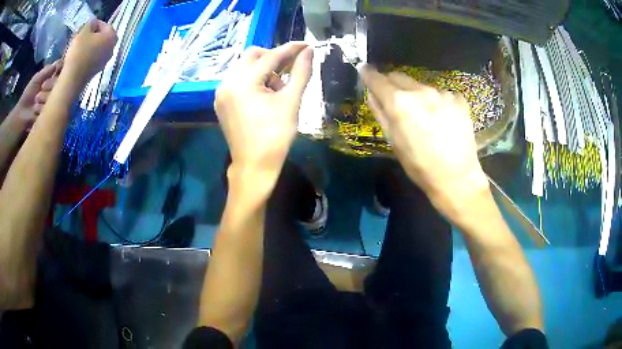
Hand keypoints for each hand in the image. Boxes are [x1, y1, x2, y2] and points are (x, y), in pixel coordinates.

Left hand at [11, 60, 61, 128]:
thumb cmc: (28, 95)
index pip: (62, 70)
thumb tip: (61, 61)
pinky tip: (36, 110)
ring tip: (36, 102)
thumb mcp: (37, 78)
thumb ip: (48, 70)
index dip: (60, 70)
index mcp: (52, 80)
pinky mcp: (50, 116)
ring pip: (56, 95)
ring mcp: (53, 103)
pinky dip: (42, 108)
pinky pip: (50, 108)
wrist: (21, 116)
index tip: (56, 71)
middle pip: (60, 82)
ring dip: (45, 97)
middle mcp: (55, 90)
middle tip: (42, 88)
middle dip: (50, 84)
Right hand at [63, 19, 116, 85]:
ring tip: (78, 46)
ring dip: (89, 46)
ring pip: (97, 48)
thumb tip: (93, 22)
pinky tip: (79, 57)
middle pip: (102, 37)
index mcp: (112, 37)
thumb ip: (90, 24)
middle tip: (81, 36)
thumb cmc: (79, 52)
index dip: (94, 25)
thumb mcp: (83, 32)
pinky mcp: (97, 71)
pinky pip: (93, 58)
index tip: (85, 28)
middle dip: (92, 35)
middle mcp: (112, 49)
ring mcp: (105, 61)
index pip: (105, 25)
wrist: (72, 79)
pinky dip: (88, 55)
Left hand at [215, 42, 312, 186]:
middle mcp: (227, 82)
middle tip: (290, 69)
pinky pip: (237, 80)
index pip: (270, 57)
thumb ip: (300, 72)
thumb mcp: (291, 102)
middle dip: (273, 58)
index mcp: (243, 82)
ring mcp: (221, 93)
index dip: (290, 49)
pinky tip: (264, 94)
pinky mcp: (221, 102)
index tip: (306, 45)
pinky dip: (252, 80)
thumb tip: (309, 51)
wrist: (254, 166)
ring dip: (263, 69)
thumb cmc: (275, 135)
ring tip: (277, 88)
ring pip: (244, 67)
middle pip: (252, 56)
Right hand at [359, 65, 489, 218]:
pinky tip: (442, 119)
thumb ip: (380, 113)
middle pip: (399, 76)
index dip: (368, 74)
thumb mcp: (393, 142)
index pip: (377, 79)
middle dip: (392, 84)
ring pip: (420, 86)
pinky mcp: (458, 99)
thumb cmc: (420, 165)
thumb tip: (372, 93)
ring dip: (416, 95)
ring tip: (424, 116)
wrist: (457, 178)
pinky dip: (436, 102)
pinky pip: (441, 94)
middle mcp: (420, 90)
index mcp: (399, 102)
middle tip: (394, 99)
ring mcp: (442, 93)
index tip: (364, 70)